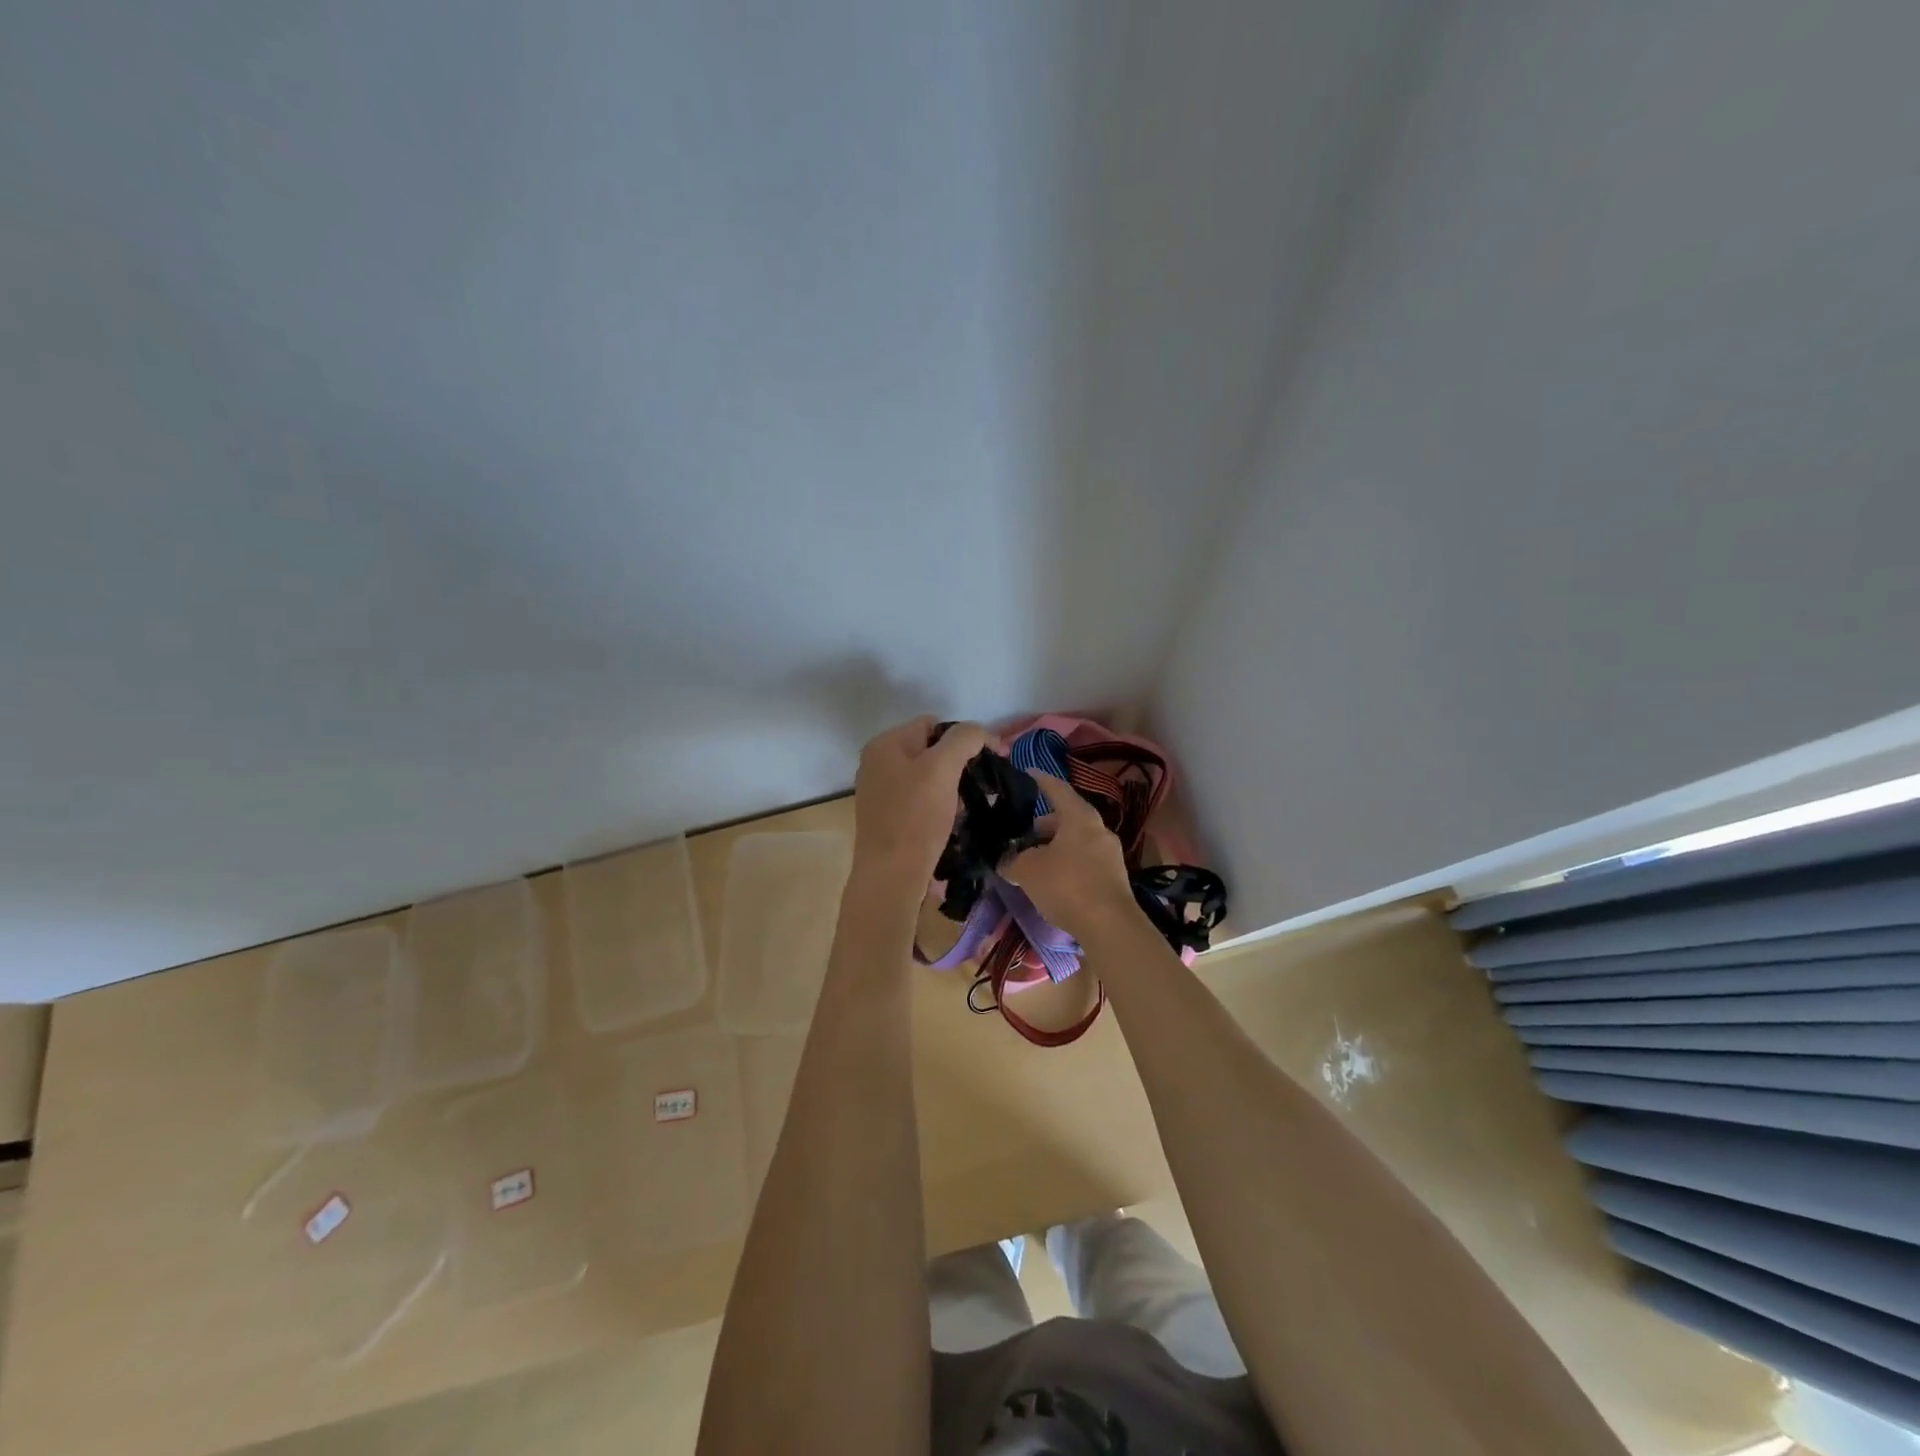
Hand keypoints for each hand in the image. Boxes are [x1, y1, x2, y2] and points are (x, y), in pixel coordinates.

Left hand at [850, 716, 990, 891]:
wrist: (891, 877)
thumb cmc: (916, 818)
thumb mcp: (943, 768)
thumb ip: (964, 739)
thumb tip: (981, 734)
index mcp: (884, 744)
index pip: (934, 724)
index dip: (964, 738)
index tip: (990, 760)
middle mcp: (876, 762)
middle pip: (930, 750)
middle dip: (957, 765)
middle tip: (979, 787)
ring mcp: (879, 791)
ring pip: (927, 776)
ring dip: (951, 788)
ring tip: (967, 807)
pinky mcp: (887, 817)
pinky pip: (919, 800)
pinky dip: (938, 806)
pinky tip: (951, 822)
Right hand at [999, 770, 1138, 940]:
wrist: (1110, 926)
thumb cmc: (1067, 885)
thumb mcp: (1028, 871)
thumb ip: (1013, 861)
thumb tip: (1005, 861)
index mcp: (1080, 817)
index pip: (1057, 789)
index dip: (1040, 780)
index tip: (1027, 773)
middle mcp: (1099, 829)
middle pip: (1068, 817)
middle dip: (1044, 824)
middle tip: (1023, 833)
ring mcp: (1110, 854)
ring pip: (1077, 841)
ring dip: (1056, 846)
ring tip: (1034, 861)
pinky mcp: (1114, 878)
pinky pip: (1085, 860)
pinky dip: (1068, 863)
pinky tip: (1053, 880)